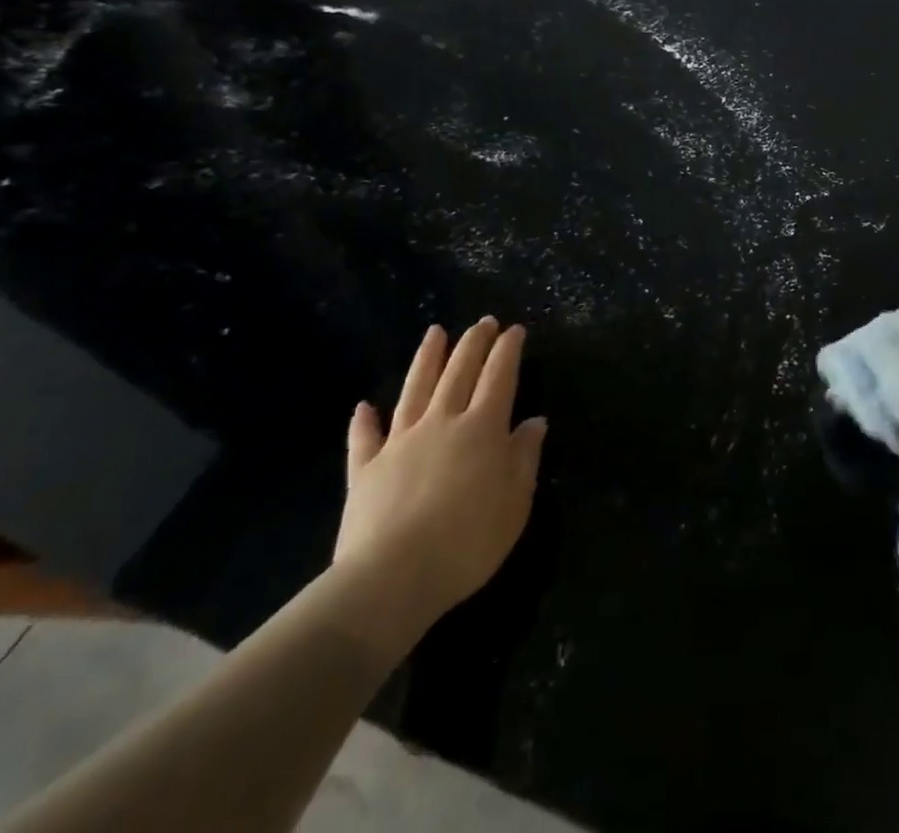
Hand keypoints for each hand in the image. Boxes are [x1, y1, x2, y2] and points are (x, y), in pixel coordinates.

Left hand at [333, 318, 546, 640]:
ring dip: (427, 358)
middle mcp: (442, 422)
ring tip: (435, 332)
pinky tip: (364, 405)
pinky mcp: (365, 469)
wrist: (391, 578)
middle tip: (483, 321)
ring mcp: (400, 442)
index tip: (515, 329)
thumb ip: (524, 457)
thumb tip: (534, 421)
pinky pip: (364, 437)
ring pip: (415, 389)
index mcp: (482, 428)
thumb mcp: (515, 502)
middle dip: (473, 343)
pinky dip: (364, 420)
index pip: (499, 376)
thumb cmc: (467, 541)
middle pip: (459, 372)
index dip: (508, 350)